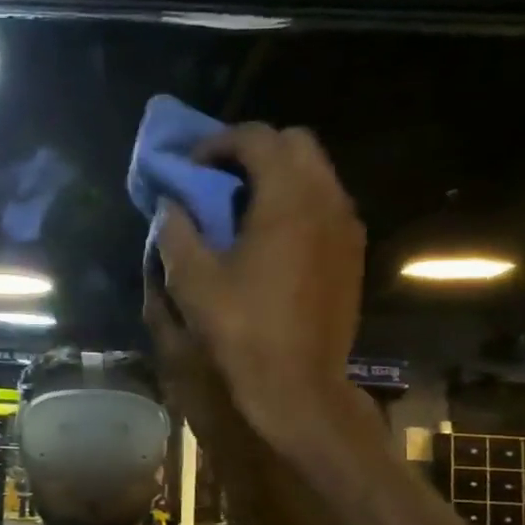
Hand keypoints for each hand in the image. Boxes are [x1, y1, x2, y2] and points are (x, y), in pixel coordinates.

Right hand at [156, 124, 363, 441]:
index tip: (190, 167)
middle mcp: (327, 201)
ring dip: (278, 174)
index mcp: (288, 200)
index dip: (218, 143)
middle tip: (218, 178)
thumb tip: (171, 204)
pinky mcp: (352, 253)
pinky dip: (297, 201)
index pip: (257, 138)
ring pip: (316, 172)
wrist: (298, 386)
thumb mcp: (191, 281)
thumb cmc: (241, 331)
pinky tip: (269, 236)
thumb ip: (176, 231)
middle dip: (253, 149)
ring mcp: (346, 227)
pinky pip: (326, 204)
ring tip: (241, 205)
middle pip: (295, 143)